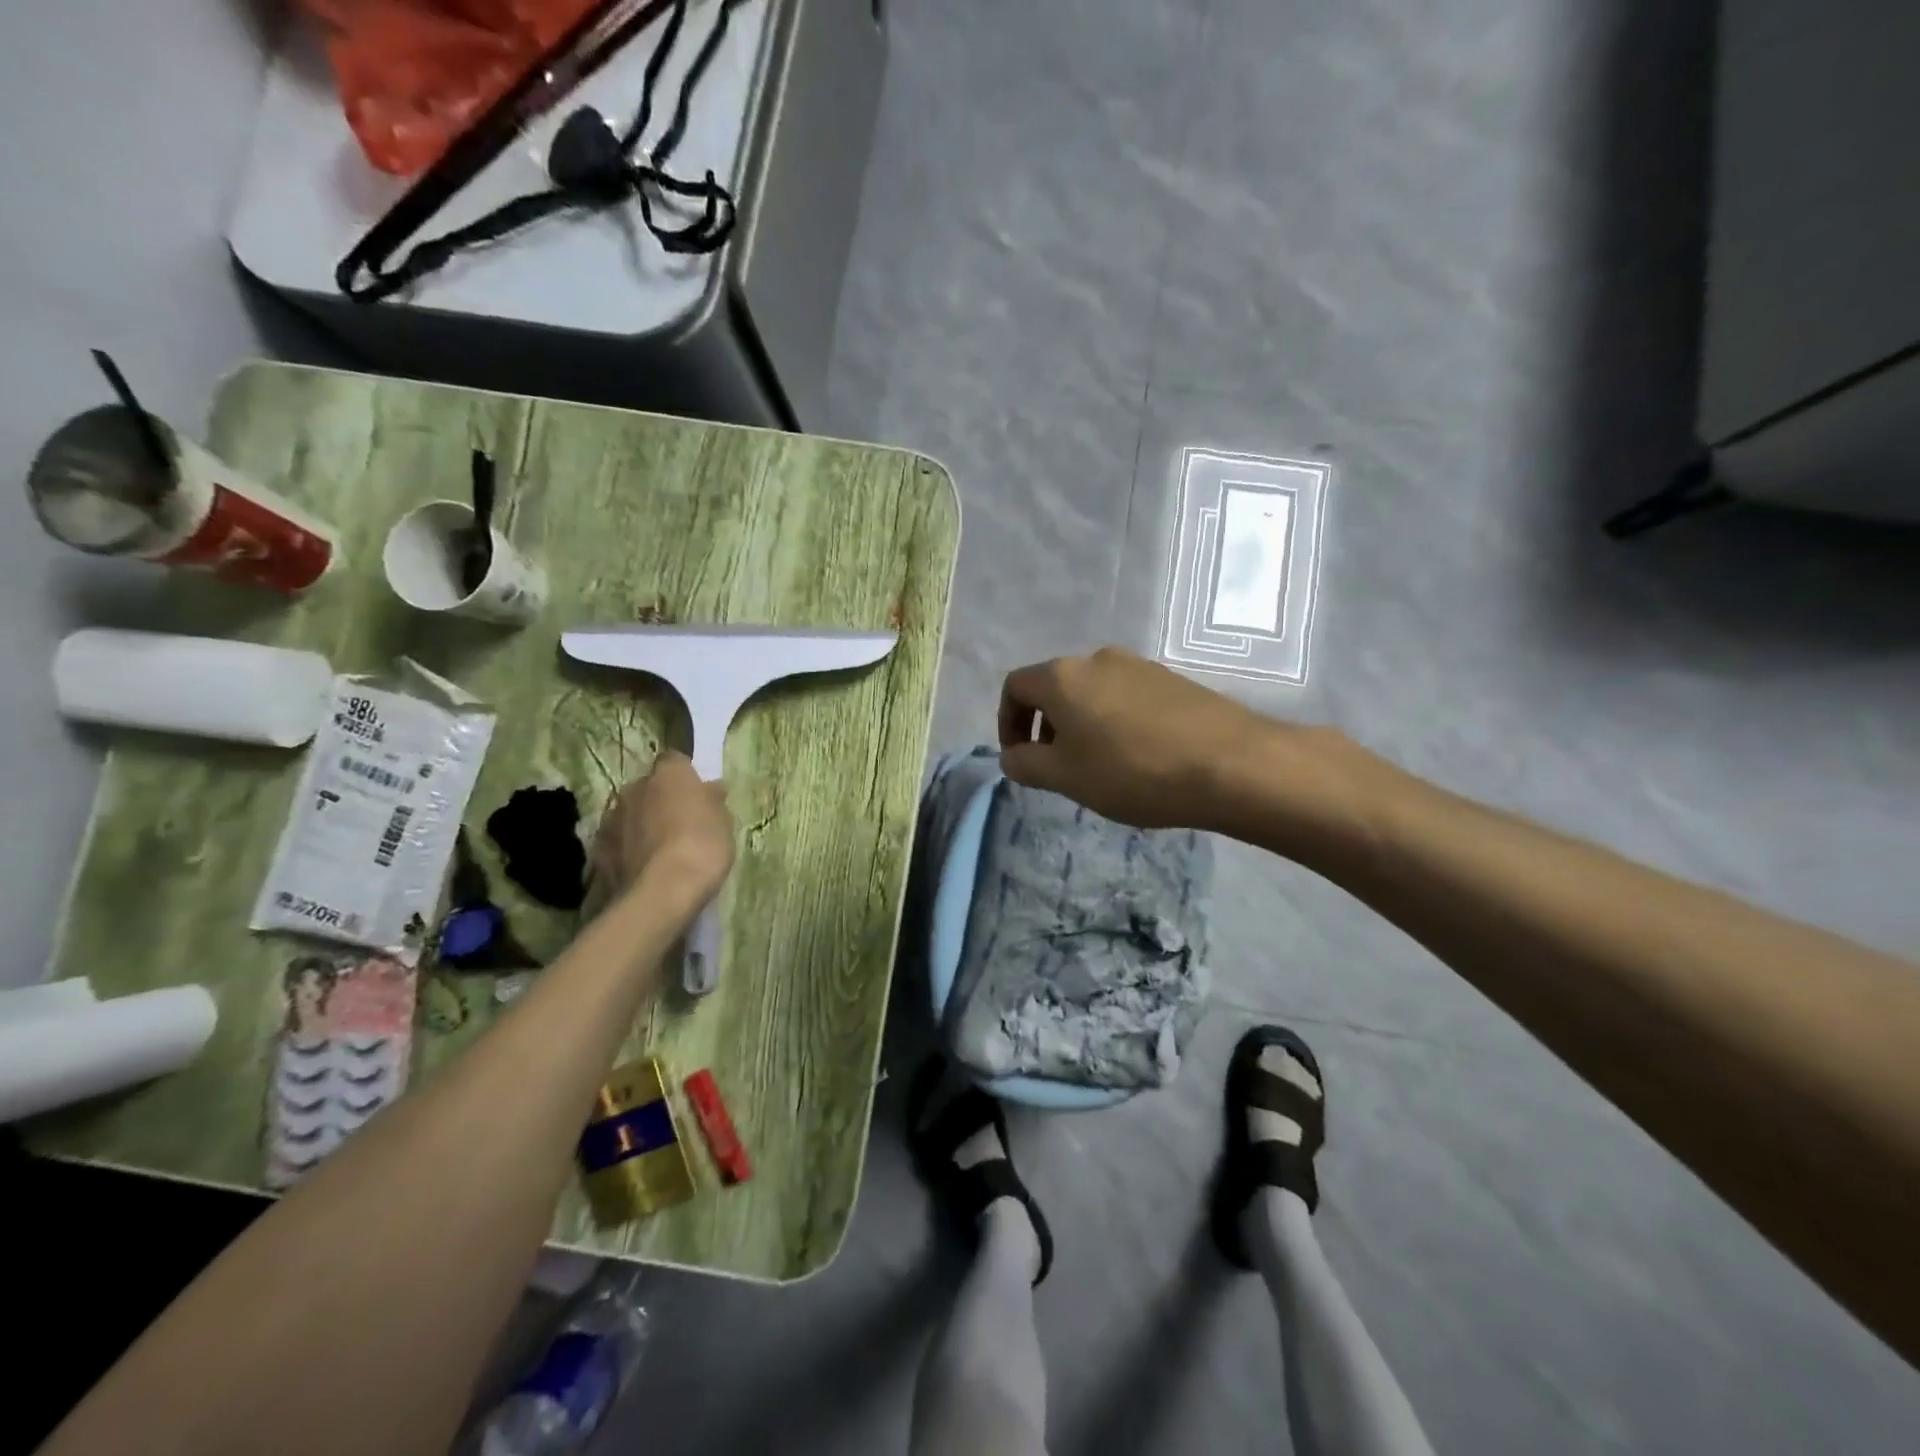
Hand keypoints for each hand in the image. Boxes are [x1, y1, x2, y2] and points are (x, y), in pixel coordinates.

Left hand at [593, 751, 734, 908]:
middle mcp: (635, 787)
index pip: (675, 760)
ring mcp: (612, 817)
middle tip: (681, 823)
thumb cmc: (702, 847)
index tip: (697, 794)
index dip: (685, 776)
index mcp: (669, 774)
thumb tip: (710, 788)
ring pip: (630, 813)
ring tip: (661, 850)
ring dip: (642, 824)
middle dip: (661, 800)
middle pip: (649, 787)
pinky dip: (627, 848)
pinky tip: (643, 867)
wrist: (662, 892)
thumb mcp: (724, 822)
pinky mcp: (598, 848)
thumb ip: (713, 801)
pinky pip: (617, 840)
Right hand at [998, 647, 1279, 828]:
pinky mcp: (1173, 680)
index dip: (1007, 722)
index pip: (1015, 687)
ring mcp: (1140, 665)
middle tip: (1059, 767)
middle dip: (1046, 726)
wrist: (1230, 764)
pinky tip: (1138, 757)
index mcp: (1063, 676)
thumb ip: (1026, 764)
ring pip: (1093, 693)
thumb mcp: (1065, 777)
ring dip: (1083, 725)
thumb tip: (1012, 756)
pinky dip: (1116, 722)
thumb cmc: (1132, 770)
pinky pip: (1127, 697)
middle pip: (1056, 687)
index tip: (1019, 758)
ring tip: (1101, 766)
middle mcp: (1098, 659)